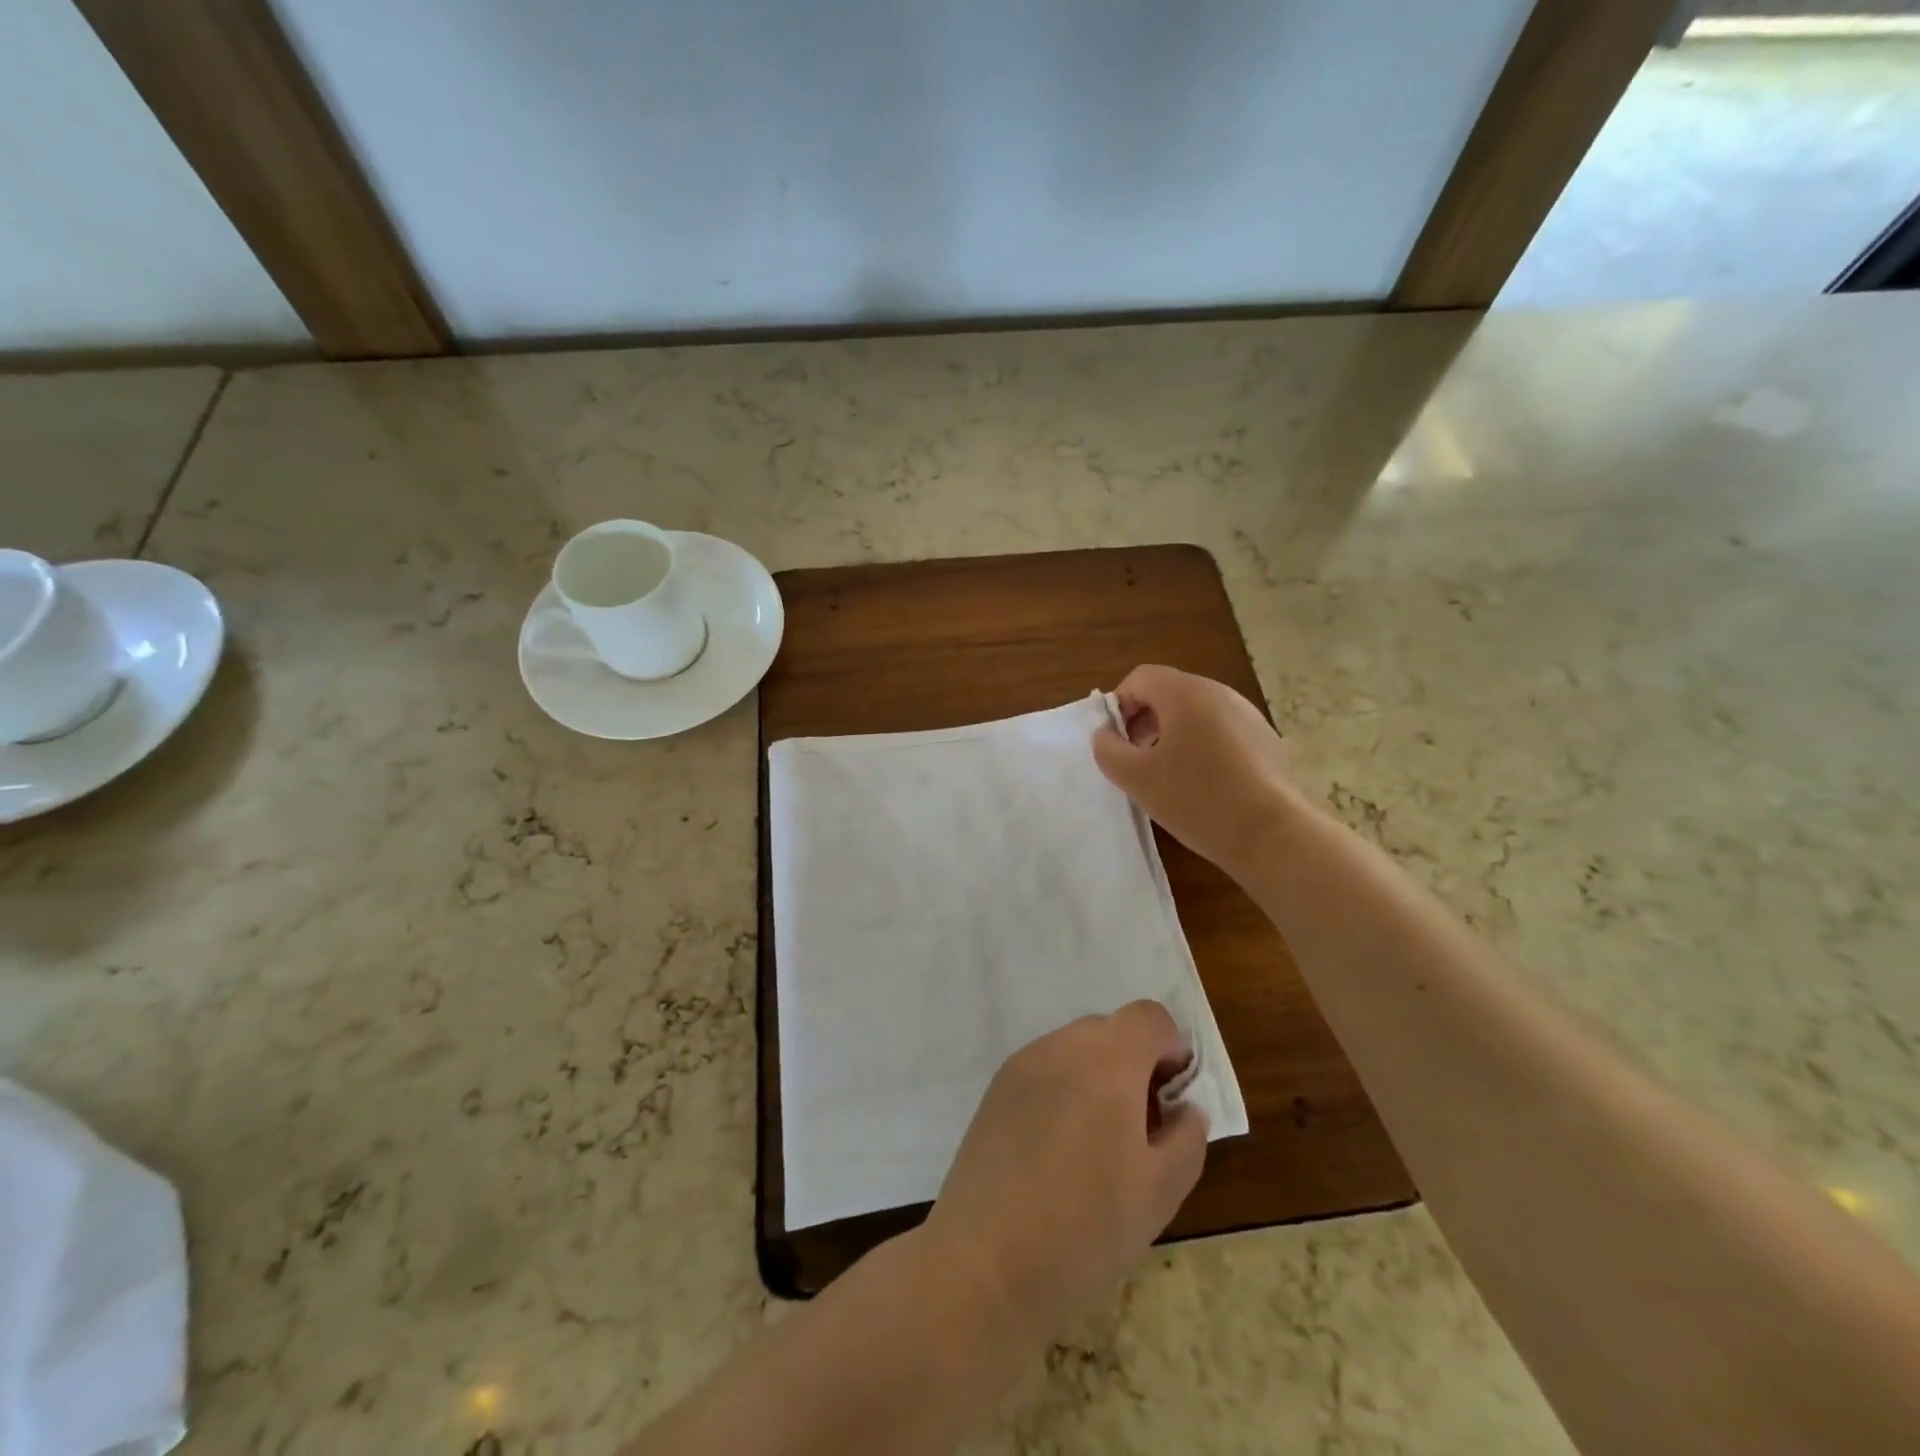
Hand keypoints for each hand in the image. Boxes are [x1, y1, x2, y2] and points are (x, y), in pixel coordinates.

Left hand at [923, 1001, 1207, 1342]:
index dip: (1170, 1050)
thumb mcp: (1160, 1192)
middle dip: (1134, 1065)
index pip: (1148, 1016)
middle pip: (1110, 1029)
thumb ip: (1186, 1138)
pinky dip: (1062, 1090)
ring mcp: (1022, 1064)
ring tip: (1095, 1146)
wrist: (985, 1260)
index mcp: (1108, 1060)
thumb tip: (1185, 1109)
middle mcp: (1062, 1045)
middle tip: (1138, 1130)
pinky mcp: (996, 1089)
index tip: (1169, 1101)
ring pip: (1074, 1049)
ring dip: (1096, 1077)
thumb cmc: (1085, 1226)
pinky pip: (1043, 1070)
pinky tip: (1055, 1151)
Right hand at [1093, 664, 1296, 880]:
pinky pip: (1222, 731)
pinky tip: (1203, 785)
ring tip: (1167, 775)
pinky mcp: (1266, 739)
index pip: (1140, 678)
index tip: (1116, 743)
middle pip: (1169, 693)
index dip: (1119, 705)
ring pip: (1196, 713)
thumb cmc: (1195, 799)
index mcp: (1185, 693)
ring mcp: (1247, 715)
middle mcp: (1219, 693)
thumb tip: (1106, 735)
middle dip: (1144, 721)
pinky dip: (1203, 747)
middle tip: (1136, 760)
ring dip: (1172, 735)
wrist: (1270, 833)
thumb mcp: (1136, 778)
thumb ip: (1109, 750)